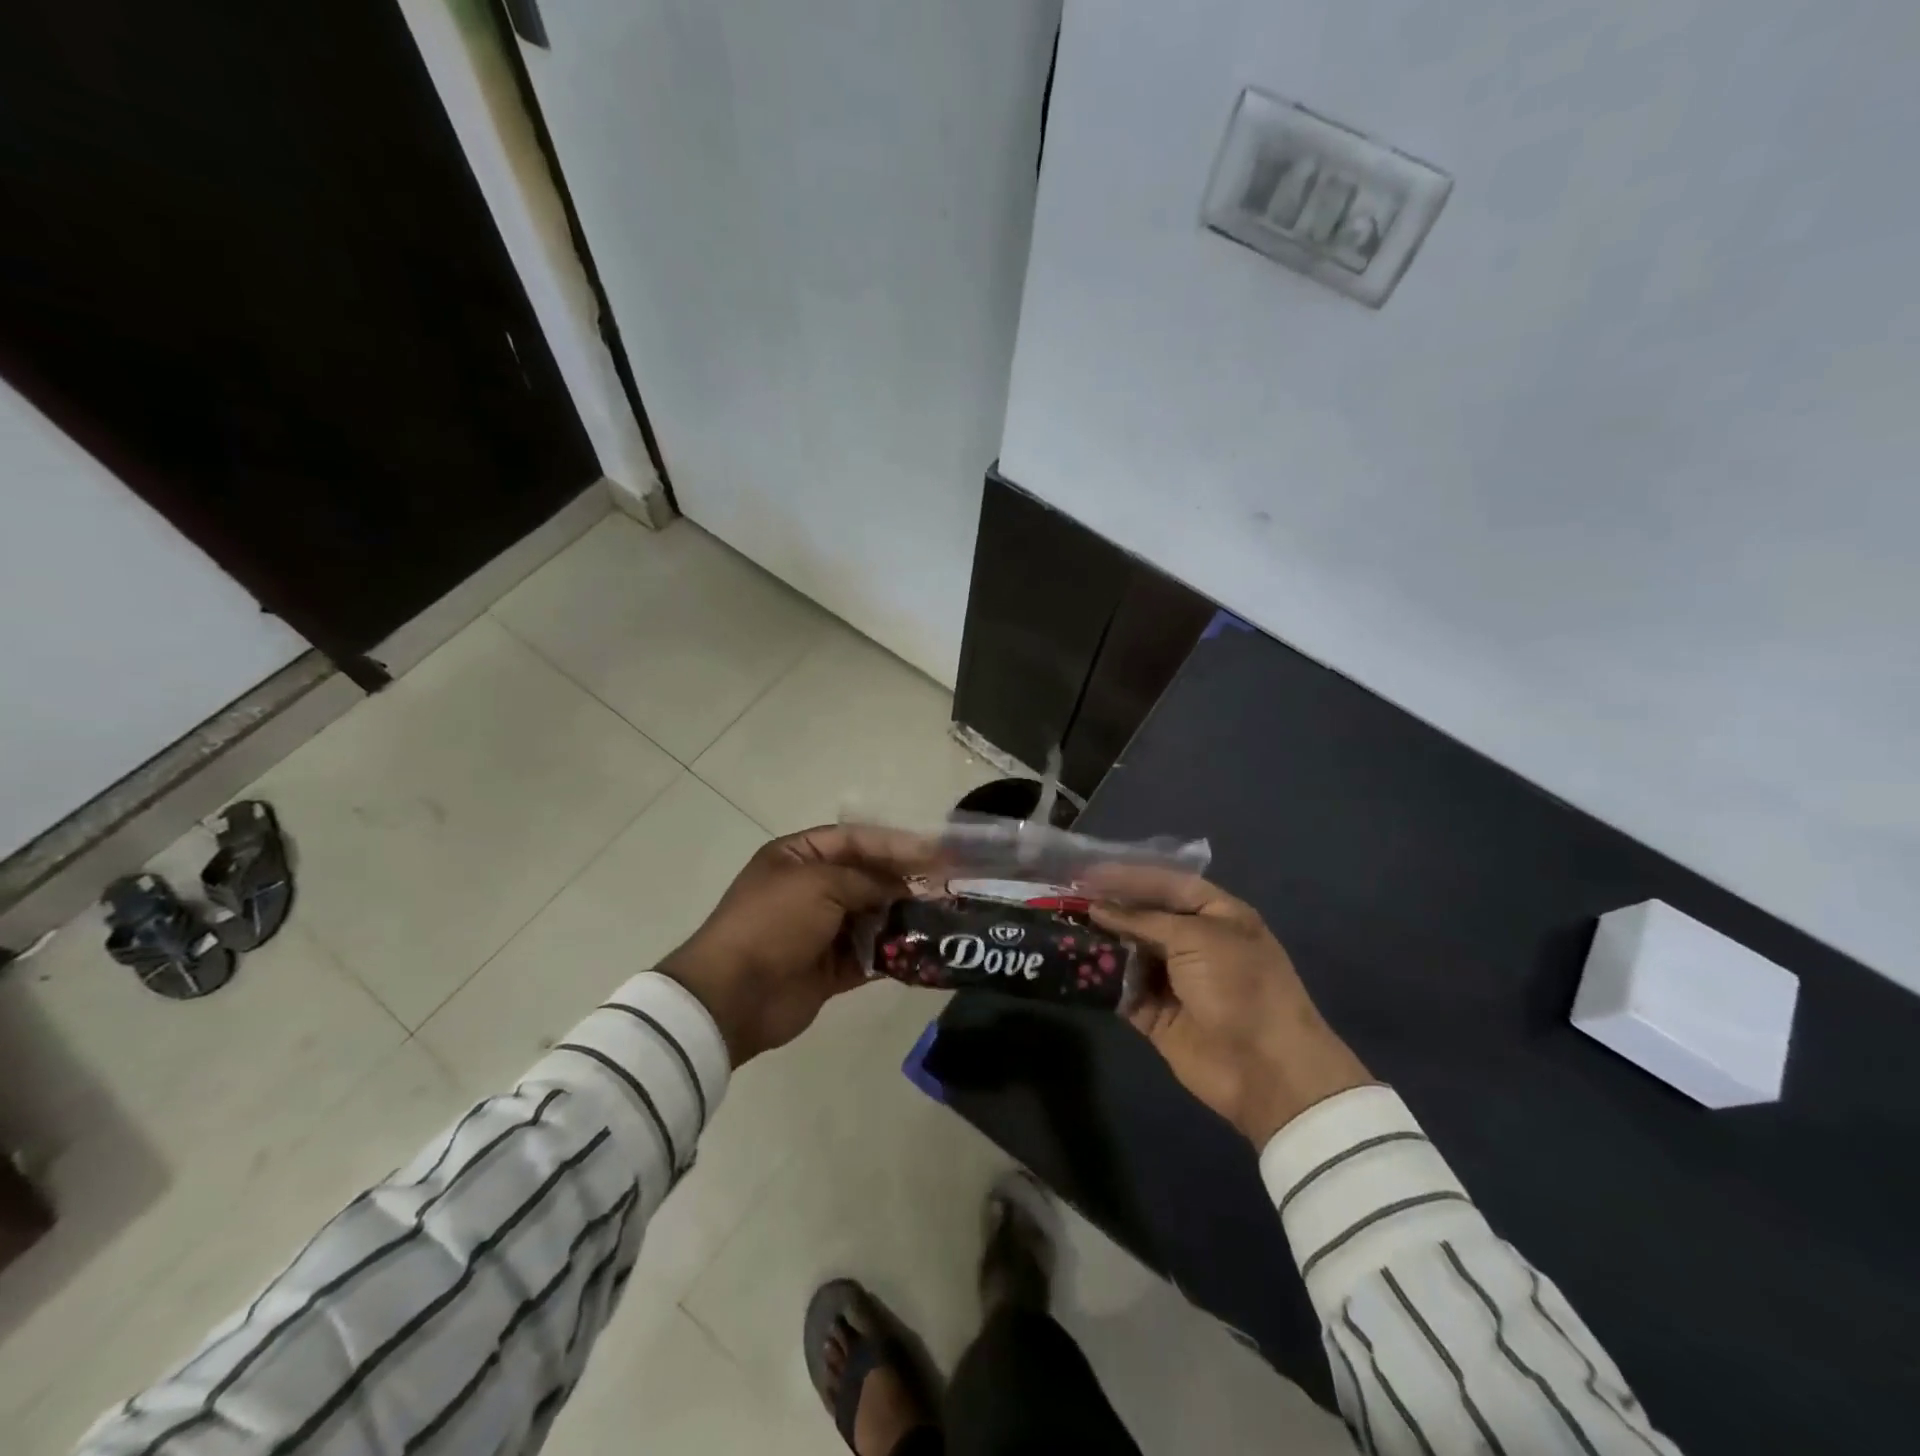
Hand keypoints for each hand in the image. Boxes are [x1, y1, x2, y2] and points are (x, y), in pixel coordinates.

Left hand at [660, 824, 936, 1066]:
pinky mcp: (830, 969)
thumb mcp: (820, 884)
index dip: (896, 844)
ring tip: (944, 916)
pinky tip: (923, 950)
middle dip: (905, 881)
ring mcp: (821, 930)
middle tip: (948, 884)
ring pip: (872, 917)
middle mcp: (811, 889)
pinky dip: (893, 952)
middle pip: (868, 878)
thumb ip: (867, 880)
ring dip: (903, 917)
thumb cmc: (773, 923)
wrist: (733, 996)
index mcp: (798, 857)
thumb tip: (901, 888)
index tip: (937, 851)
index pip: (856, 841)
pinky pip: (870, 955)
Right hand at [1087, 865, 1371, 1146]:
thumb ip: (1143, 920)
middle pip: (1144, 917)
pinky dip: (1100, 980)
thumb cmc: (1239, 986)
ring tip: (1060, 927)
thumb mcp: (1196, 938)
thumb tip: (1097, 908)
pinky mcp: (1156, 1015)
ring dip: (1100, 942)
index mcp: (1216, 915)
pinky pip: (1122, 990)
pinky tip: (1072, 966)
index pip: (1166, 884)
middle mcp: (1195, 942)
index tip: (1088, 872)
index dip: (1129, 876)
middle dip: (1108, 908)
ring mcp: (1175, 980)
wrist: (1266, 1070)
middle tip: (1065, 898)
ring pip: (1128, 952)